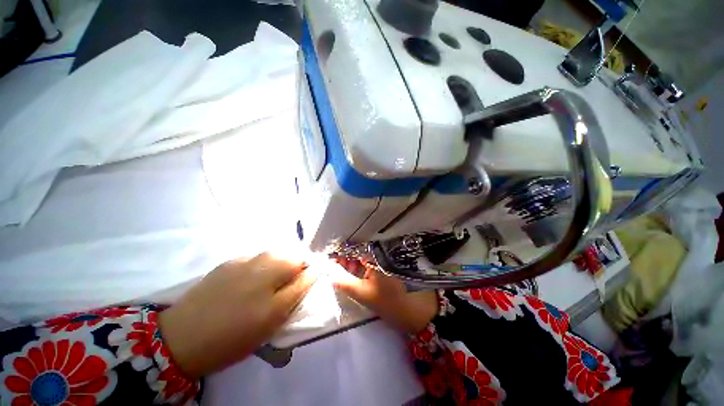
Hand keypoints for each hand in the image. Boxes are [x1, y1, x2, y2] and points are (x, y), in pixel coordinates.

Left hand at [159, 252, 318, 377]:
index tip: (309, 282)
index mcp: (276, 271)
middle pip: (291, 253)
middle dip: (297, 266)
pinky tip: (251, 283)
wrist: (182, 338)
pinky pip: (257, 258)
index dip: (312, 269)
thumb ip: (298, 289)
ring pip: (274, 255)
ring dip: (281, 265)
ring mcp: (244, 258)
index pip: (306, 259)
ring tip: (272, 285)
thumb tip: (314, 270)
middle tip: (289, 288)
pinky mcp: (229, 262)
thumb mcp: (274, 316)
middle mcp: (263, 258)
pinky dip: (263, 265)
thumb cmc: (235, 334)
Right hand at [332, 258, 438, 334]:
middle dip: (346, 258)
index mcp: (377, 254)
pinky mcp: (391, 266)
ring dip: (353, 262)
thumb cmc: (393, 302)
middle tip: (334, 266)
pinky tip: (355, 273)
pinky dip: (363, 267)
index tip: (329, 259)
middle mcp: (383, 252)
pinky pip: (373, 262)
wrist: (422, 312)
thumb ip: (344, 283)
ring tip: (342, 270)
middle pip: (360, 251)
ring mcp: (388, 259)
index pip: (354, 248)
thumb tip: (329, 273)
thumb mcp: (365, 294)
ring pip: (366, 257)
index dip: (340, 253)